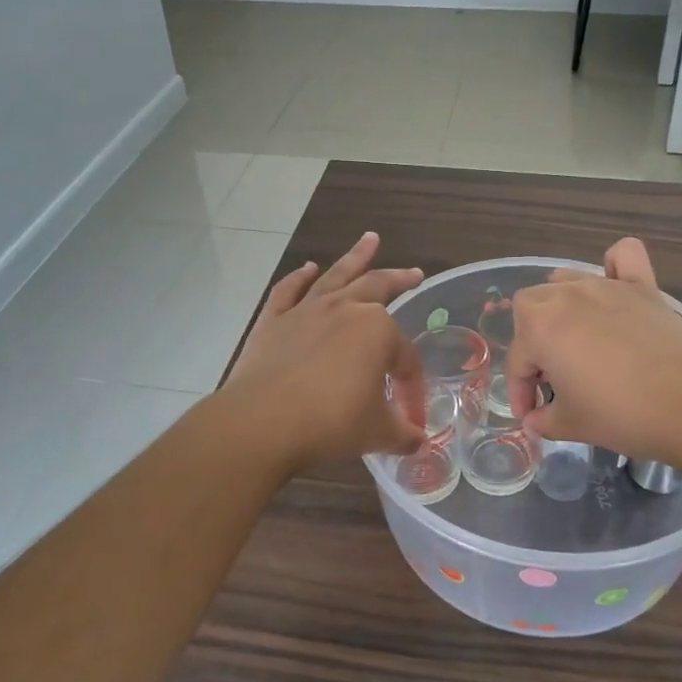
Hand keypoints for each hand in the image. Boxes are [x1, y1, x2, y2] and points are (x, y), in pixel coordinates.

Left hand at [223, 232, 427, 474]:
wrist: (263, 421)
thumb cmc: (330, 422)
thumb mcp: (375, 432)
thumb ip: (401, 433)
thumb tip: (417, 442)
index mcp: (377, 331)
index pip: (404, 357)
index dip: (410, 384)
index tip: (410, 415)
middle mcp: (345, 310)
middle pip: (378, 288)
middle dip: (399, 280)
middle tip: (414, 273)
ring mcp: (306, 310)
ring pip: (336, 276)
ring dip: (355, 257)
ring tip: (369, 239)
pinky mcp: (273, 320)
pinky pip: (289, 291)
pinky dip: (298, 278)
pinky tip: (306, 269)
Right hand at [507, 238, 681, 463]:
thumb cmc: (622, 414)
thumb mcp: (573, 425)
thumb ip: (545, 420)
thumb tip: (535, 420)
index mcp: (540, 328)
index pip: (518, 360)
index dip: (520, 391)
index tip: (532, 416)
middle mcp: (566, 296)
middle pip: (531, 308)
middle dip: (533, 342)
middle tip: (553, 377)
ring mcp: (606, 286)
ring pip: (566, 280)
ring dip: (561, 306)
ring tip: (575, 339)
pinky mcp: (642, 287)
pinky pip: (623, 257)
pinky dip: (614, 264)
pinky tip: (615, 283)